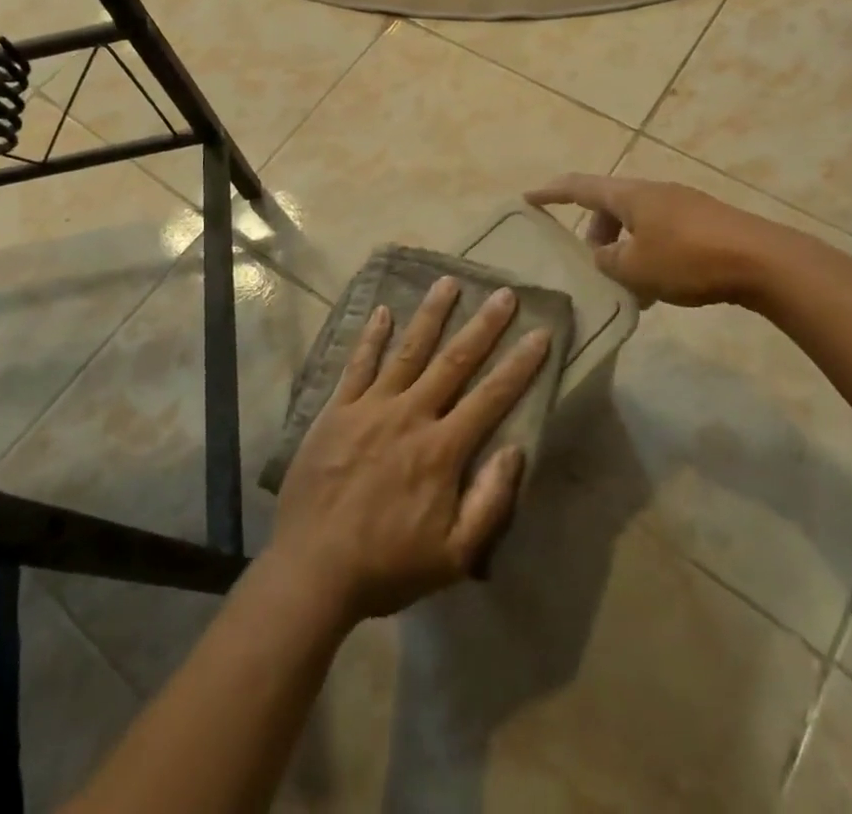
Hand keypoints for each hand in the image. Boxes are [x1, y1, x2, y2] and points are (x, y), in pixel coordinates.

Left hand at [269, 277, 550, 623]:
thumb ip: (489, 502)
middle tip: (503, 293)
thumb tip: (515, 449)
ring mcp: (370, 407)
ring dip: (430, 314)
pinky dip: (371, 337)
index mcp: (441, 450)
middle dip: (483, 326)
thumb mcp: (453, 556)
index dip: (519, 364)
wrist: (312, 570)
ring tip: (448, 281)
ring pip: (407, 351)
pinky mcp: (337, 410)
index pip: (491, 397)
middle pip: (454, 361)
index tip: (539, 333)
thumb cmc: (387, 566)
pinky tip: (383, 311)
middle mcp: (410, 416)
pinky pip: (357, 365)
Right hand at [525, 174, 767, 306]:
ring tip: (628, 284)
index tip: (527, 197)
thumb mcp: (636, 268)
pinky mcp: (705, 222)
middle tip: (592, 263)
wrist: (763, 261)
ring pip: (637, 221)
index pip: (579, 187)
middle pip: (610, 205)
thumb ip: (609, 261)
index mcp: (630, 195)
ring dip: (624, 247)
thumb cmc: (689, 259)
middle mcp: (653, 192)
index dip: (551, 192)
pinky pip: (662, 232)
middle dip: (595, 232)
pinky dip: (648, 252)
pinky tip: (660, 285)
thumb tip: (603, 256)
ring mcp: (682, 204)